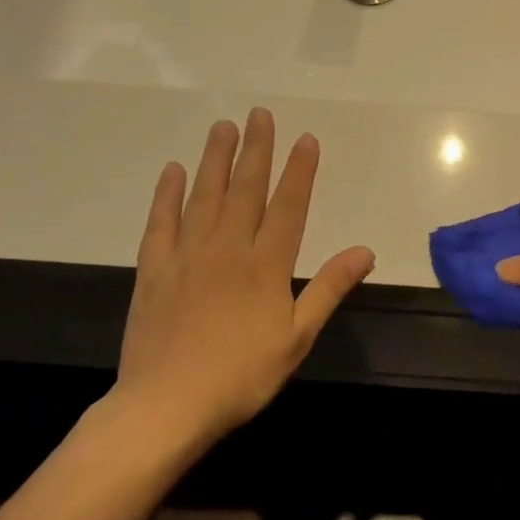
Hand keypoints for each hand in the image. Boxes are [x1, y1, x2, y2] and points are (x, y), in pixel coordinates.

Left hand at [110, 109, 374, 446]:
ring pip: (204, 196)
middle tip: (260, 114)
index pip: (288, 206)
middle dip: (256, 149)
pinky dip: (166, 194)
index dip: (299, 171)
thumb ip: (329, 288)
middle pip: (245, 189)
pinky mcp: (153, 270)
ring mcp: (187, 255)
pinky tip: (172, 171)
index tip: (305, 139)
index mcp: (266, 265)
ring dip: (215, 159)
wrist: (167, 405)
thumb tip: (365, 251)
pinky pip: (160, 222)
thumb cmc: (242, 375)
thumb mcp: (298, 337)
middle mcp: (228, 248)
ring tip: (223, 127)